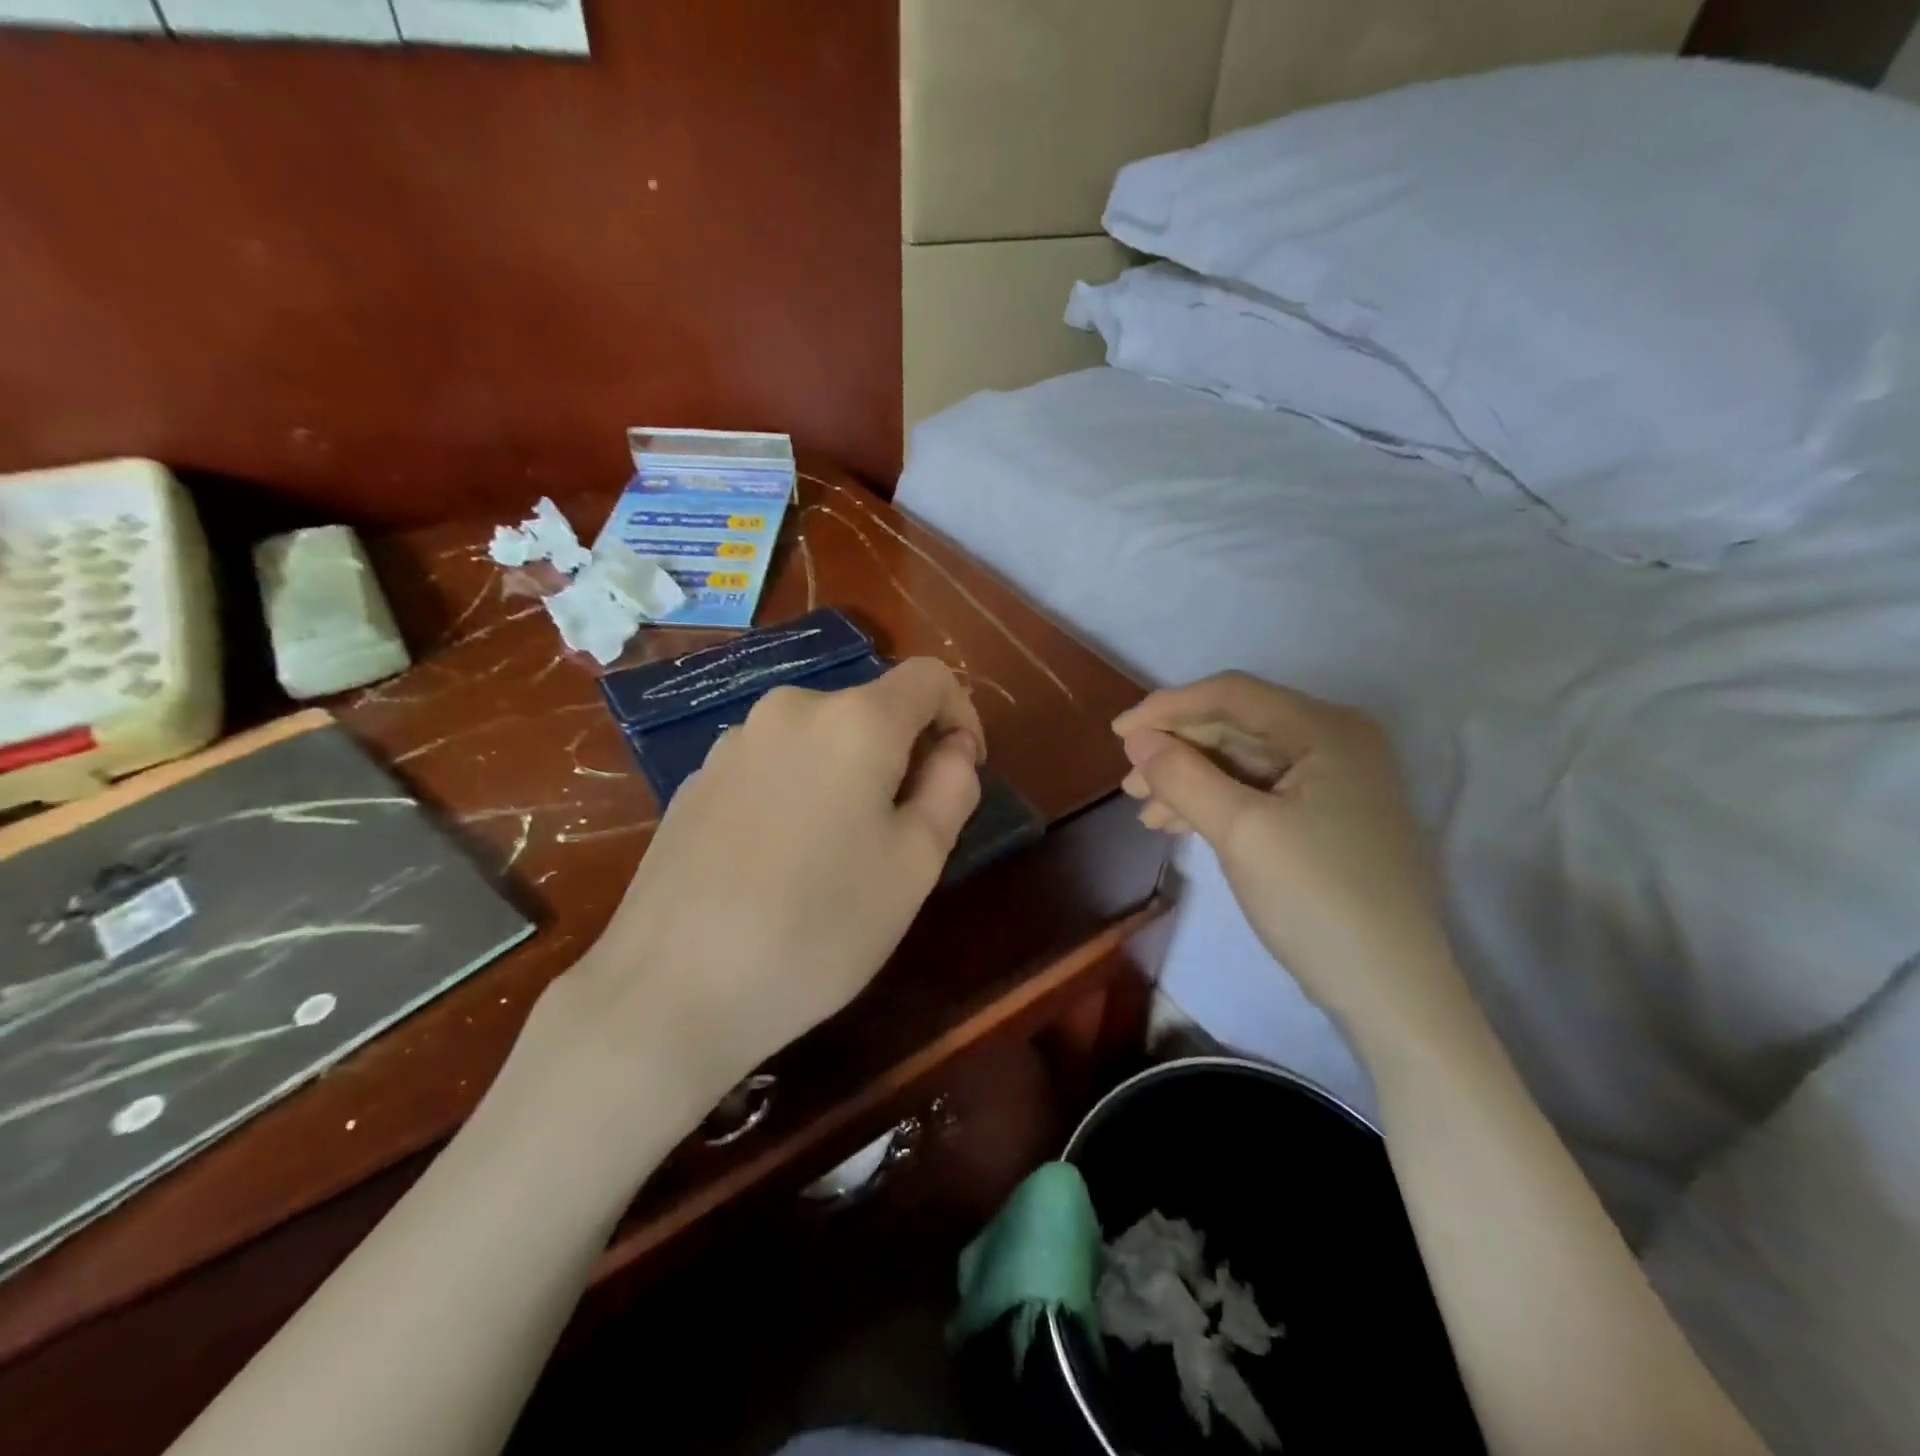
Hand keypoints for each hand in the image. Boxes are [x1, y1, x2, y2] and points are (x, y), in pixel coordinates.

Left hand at [524, 658, 983, 1136]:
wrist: (670, 990)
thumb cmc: (818, 928)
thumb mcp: (915, 865)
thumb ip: (952, 788)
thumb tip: (954, 748)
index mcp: (854, 720)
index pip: (928, 678)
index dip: (961, 715)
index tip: (962, 773)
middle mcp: (790, 710)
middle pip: (871, 708)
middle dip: (902, 755)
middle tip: (903, 833)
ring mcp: (733, 741)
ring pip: (820, 738)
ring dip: (848, 774)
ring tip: (840, 853)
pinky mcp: (696, 779)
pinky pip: (772, 764)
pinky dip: (799, 789)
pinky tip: (781, 860)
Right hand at [1113, 673, 1466, 1043]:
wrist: (1391, 992)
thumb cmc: (1317, 898)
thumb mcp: (1241, 832)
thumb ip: (1183, 777)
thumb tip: (1137, 739)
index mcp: (1327, 730)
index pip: (1232, 695)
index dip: (1168, 708)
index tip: (1117, 733)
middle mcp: (1336, 743)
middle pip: (1237, 726)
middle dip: (1177, 749)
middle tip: (1129, 781)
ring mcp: (1335, 783)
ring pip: (1243, 762)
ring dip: (1190, 779)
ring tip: (1144, 809)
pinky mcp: (1327, 819)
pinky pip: (1258, 792)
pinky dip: (1215, 803)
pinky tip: (1178, 823)